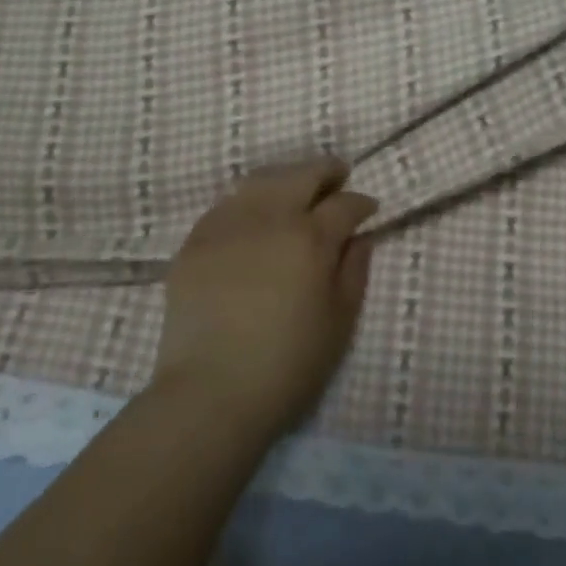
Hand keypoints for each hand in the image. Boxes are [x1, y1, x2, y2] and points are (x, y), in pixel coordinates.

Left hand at [152, 161, 376, 439]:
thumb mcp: (339, 324)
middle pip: (303, 174)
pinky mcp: (197, 239)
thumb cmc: (287, 366)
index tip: (368, 208)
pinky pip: (228, 203)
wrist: (209, 394)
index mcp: (311, 237)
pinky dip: (248, 200)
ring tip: (295, 190)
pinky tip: (253, 215)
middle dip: (327, 171)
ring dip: (287, 178)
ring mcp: (229, 223)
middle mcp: (271, 216)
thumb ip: (354, 272)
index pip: (344, 203)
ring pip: (263, 179)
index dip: (361, 202)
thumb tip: (360, 238)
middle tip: (337, 177)